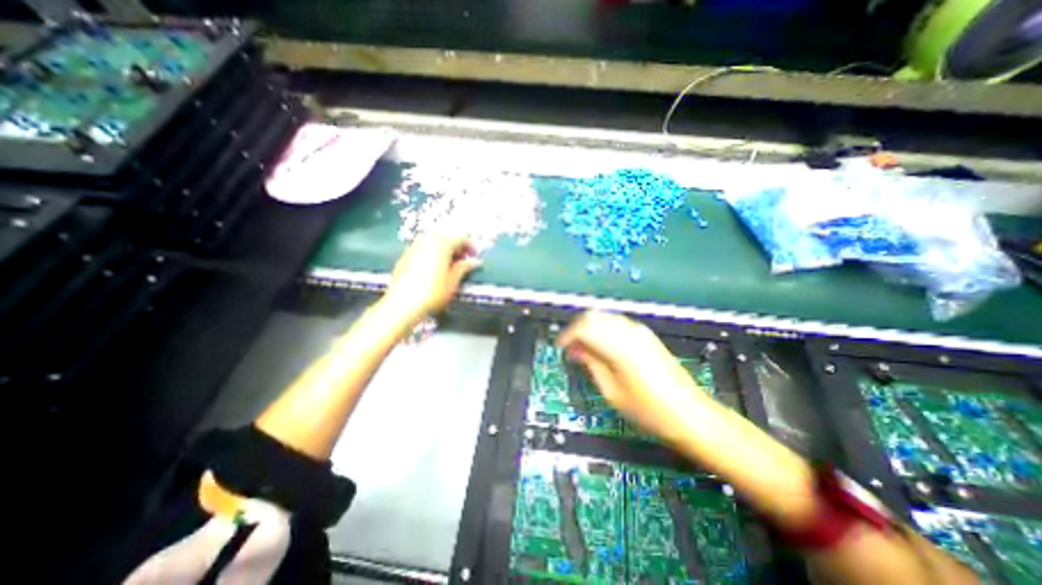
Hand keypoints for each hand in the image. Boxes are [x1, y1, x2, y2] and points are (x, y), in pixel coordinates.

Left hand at [382, 234, 479, 323]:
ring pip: (432, 241)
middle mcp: (427, 241)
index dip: (470, 246)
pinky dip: (431, 252)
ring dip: (443, 248)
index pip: (460, 239)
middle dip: (456, 245)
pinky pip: (422, 248)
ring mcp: (413, 248)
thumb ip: (464, 268)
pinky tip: (433, 266)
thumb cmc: (433, 292)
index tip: (476, 256)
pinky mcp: (404, 257)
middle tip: (463, 258)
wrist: (403, 304)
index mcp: (441, 245)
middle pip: (445, 237)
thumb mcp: (453, 281)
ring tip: (449, 262)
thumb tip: (475, 261)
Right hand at [557, 310, 712, 443]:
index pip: (584, 327)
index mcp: (619, 347)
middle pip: (594, 316)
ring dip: (590, 328)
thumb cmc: (649, 411)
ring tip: (584, 350)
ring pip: (605, 317)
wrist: (691, 414)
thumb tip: (574, 350)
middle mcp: (629, 332)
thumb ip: (591, 364)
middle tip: (570, 349)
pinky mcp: (646, 335)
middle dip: (577, 329)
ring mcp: (640, 331)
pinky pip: (617, 323)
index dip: (568, 335)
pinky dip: (604, 330)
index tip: (560, 347)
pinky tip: (602, 347)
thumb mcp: (612, 392)